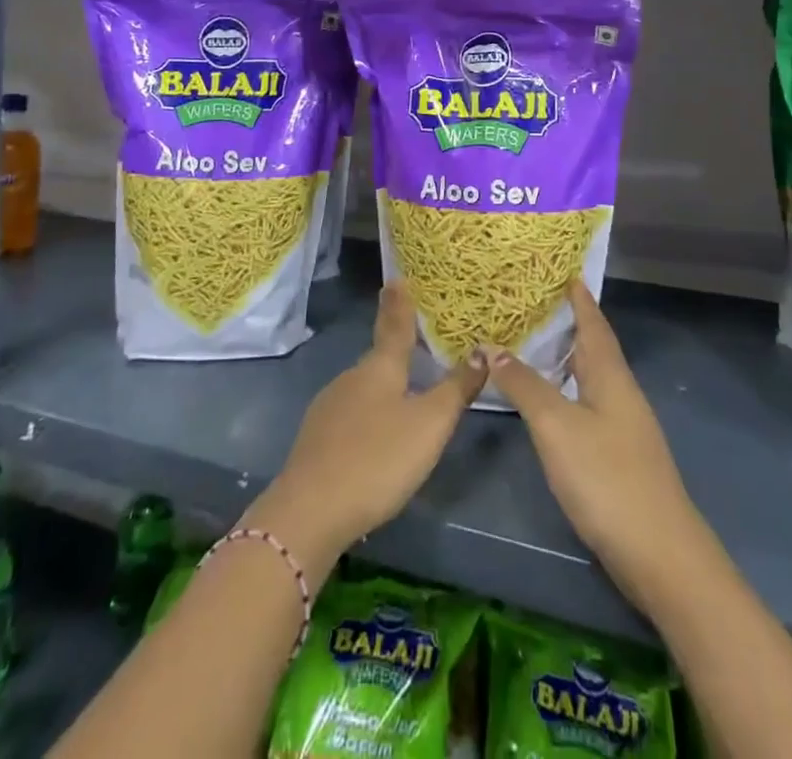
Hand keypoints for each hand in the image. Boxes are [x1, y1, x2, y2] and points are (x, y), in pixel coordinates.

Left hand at [246, 282, 485, 571]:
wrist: (309, 512)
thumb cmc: (378, 459)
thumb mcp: (430, 425)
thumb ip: (457, 389)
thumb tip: (482, 350)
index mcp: (380, 368)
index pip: (394, 325)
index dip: (400, 303)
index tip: (397, 278)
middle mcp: (352, 378)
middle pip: (380, 358)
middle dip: (397, 350)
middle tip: (417, 344)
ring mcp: (329, 407)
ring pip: (364, 387)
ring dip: (384, 387)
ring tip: (405, 396)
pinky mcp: (317, 438)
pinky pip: (351, 414)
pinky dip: (368, 415)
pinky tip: (376, 438)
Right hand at [485, 283, 706, 608]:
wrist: (660, 554)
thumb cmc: (606, 478)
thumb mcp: (556, 426)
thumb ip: (524, 384)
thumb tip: (492, 346)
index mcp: (610, 373)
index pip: (593, 320)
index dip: (577, 295)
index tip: (559, 268)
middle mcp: (620, 390)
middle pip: (592, 344)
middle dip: (565, 321)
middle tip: (529, 301)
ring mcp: (622, 423)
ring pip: (589, 374)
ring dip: (563, 355)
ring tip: (529, 341)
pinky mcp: (618, 452)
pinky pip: (586, 400)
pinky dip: (564, 387)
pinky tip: (546, 398)